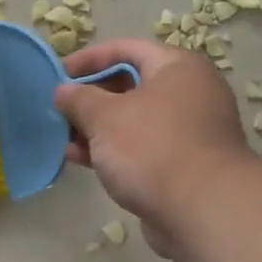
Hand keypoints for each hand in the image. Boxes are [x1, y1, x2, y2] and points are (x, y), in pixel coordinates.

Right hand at [53, 38, 254, 254]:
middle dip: (91, 98)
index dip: (89, 59)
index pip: (126, 49)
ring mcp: (190, 131)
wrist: (203, 211)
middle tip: (59, 110)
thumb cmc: (152, 148)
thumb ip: (79, 99)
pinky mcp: (184, 165)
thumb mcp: (105, 117)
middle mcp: (190, 93)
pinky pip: (142, 148)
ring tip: (63, 138)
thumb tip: (62, 91)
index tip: (58, 75)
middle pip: (130, 85)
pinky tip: (81, 160)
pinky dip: (113, 151)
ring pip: (134, 120)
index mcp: (178, 67)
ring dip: (97, 128)